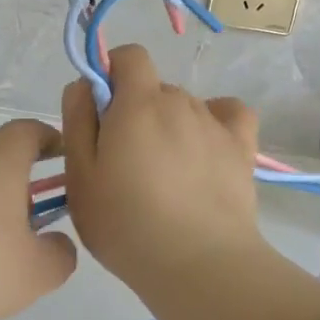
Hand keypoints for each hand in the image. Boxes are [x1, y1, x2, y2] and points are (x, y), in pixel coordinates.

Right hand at [61, 44, 265, 299]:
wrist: (199, 264)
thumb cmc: (126, 224)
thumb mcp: (81, 176)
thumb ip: (78, 121)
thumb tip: (85, 85)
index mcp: (138, 103)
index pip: (129, 55)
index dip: (112, 73)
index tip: (101, 112)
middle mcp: (180, 101)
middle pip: (154, 88)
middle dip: (136, 111)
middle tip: (124, 162)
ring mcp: (215, 124)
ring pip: (185, 107)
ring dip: (170, 125)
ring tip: (165, 176)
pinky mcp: (242, 148)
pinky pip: (229, 114)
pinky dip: (215, 122)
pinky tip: (204, 149)